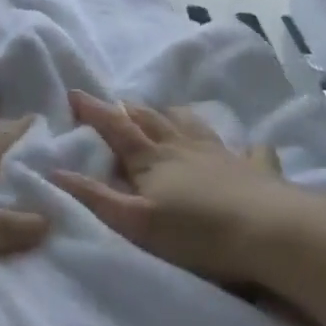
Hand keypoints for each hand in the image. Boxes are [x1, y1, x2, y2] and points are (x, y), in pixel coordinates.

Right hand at [50, 91, 287, 284]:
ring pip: (193, 126)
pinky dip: (247, 147)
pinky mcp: (256, 171)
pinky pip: (251, 152)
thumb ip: (95, 198)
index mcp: (153, 158)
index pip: (115, 128)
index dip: (93, 111)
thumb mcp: (137, 223)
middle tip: (116, 103)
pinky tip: (251, 147)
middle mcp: (184, 147)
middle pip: (152, 120)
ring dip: (175, 117)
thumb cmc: (197, 232)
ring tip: (168, 112)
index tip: (74, 94)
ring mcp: (223, 155)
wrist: (269, 232)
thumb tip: (55, 172)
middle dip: (130, 110)